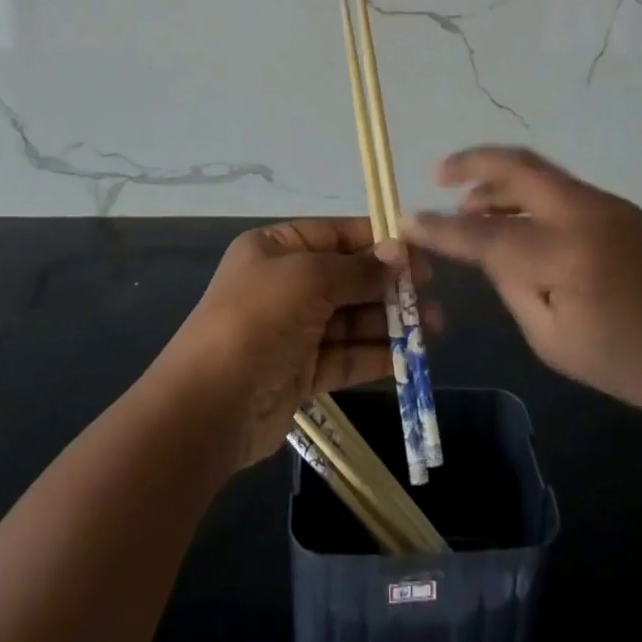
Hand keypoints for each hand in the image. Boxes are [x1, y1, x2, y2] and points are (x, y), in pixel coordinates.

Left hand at [151, 219, 425, 469]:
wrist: (208, 405)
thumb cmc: (257, 319)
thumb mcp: (308, 278)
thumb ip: (357, 269)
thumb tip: (399, 254)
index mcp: (277, 248)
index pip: (335, 235)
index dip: (377, 242)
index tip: (418, 254)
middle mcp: (286, 284)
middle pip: (347, 277)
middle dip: (389, 286)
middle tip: (430, 295)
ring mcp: (294, 330)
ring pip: (351, 319)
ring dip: (389, 322)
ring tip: (432, 327)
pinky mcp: (302, 372)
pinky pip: (346, 356)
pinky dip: (376, 355)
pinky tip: (409, 356)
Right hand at [405, 147, 641, 431]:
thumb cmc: (637, 366)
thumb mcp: (557, 341)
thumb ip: (513, 285)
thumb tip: (488, 247)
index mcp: (566, 254)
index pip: (486, 234)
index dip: (441, 228)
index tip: (406, 218)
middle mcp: (583, 212)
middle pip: (516, 167)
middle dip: (471, 163)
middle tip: (439, 173)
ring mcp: (605, 204)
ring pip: (538, 174)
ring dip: (498, 181)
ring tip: (469, 204)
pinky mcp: (618, 208)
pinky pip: (559, 190)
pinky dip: (527, 195)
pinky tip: (514, 220)